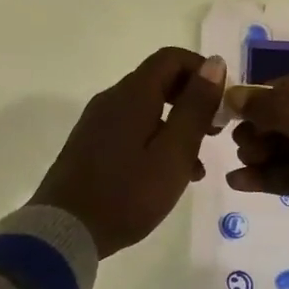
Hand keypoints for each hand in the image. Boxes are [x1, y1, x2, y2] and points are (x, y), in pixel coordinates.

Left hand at [31, 48, 227, 257]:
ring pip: (147, 110)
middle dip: (192, 100)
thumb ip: (195, 107)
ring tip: (197, 164)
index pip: (171, 58)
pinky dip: (156, 141)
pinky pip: (131, 130)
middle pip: (159, 82)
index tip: (223, 101)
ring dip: (177, 126)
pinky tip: (169, 175)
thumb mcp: (174, 153)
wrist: (65, 230)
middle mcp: (112, 100)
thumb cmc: (128, 193)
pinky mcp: (90, 145)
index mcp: (132, 95)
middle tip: (215, 132)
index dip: (202, 71)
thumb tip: (214, 63)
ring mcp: (97, 123)